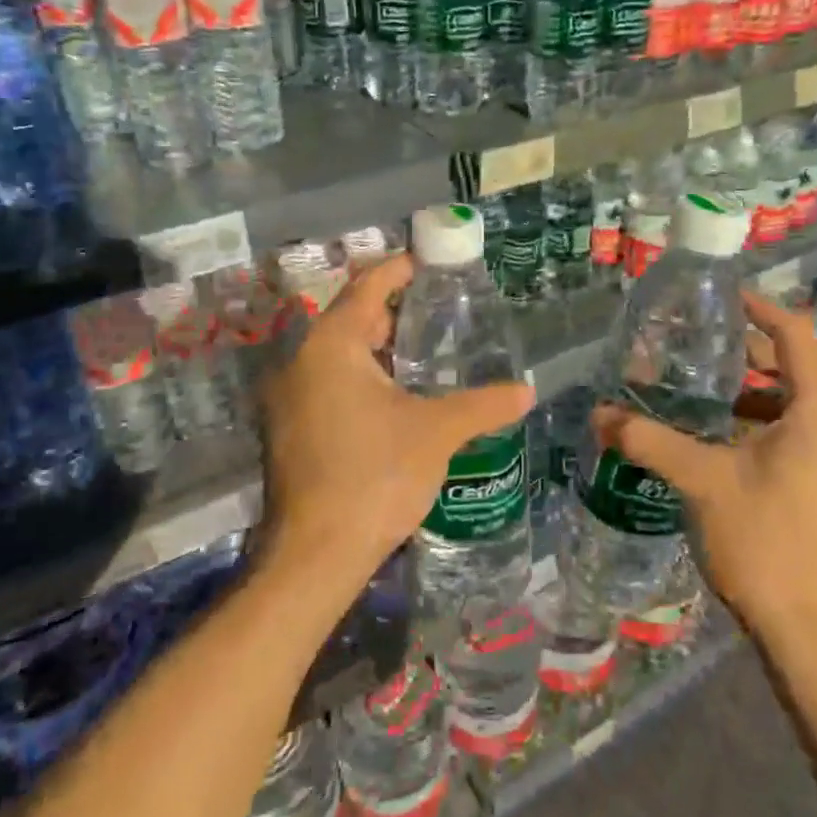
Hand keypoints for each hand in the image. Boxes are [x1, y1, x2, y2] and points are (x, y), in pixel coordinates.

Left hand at [258, 252, 533, 593]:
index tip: (430, 262)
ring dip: (378, 346)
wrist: (315, 555)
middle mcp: (301, 360)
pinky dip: (362, 375)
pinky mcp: (289, 427)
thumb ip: (483, 404)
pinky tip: (396, 394)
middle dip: (394, 310)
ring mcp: (288, 396)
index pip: (368, 287)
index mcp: (331, 345)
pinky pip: (328, 381)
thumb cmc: (375, 477)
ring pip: (338, 353)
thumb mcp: (436, 433)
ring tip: (426, 348)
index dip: (400, 270)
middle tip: (439, 307)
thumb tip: (527, 391)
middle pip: (351, 317)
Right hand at [592, 292, 816, 635]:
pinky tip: (726, 436)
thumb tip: (597, 413)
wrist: (808, 630)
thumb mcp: (700, 480)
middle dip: (748, 354)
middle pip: (799, 368)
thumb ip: (648, 438)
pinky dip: (770, 421)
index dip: (758, 309)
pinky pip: (807, 431)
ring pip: (802, 403)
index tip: (720, 297)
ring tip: (704, 391)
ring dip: (757, 391)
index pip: (795, 336)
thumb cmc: (762, 541)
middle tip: (696, 347)